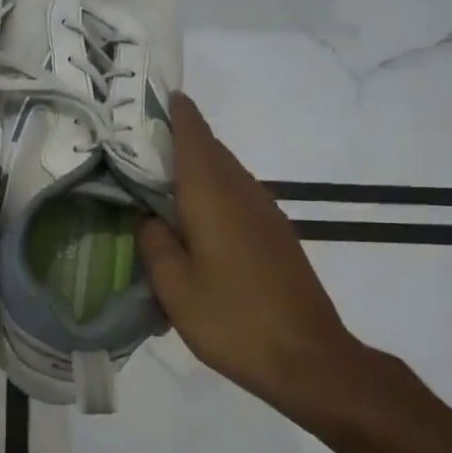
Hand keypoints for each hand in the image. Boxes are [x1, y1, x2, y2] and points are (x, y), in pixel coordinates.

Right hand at [137, 93, 371, 420]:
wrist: (307, 357)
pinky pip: (239, 195)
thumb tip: (150, 219)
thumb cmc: (233, 320)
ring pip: (228, 172)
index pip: (194, 137)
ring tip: (164, 177)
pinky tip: (197, 217)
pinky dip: (214, 190)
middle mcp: (243, 193)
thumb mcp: (175, 287)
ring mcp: (266, 213)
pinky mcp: (277, 235)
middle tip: (144, 140)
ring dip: (199, 165)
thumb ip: (156, 244)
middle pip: (212, 150)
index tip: (158, 95)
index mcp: (213, 197)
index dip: (177, 113)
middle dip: (183, 137)